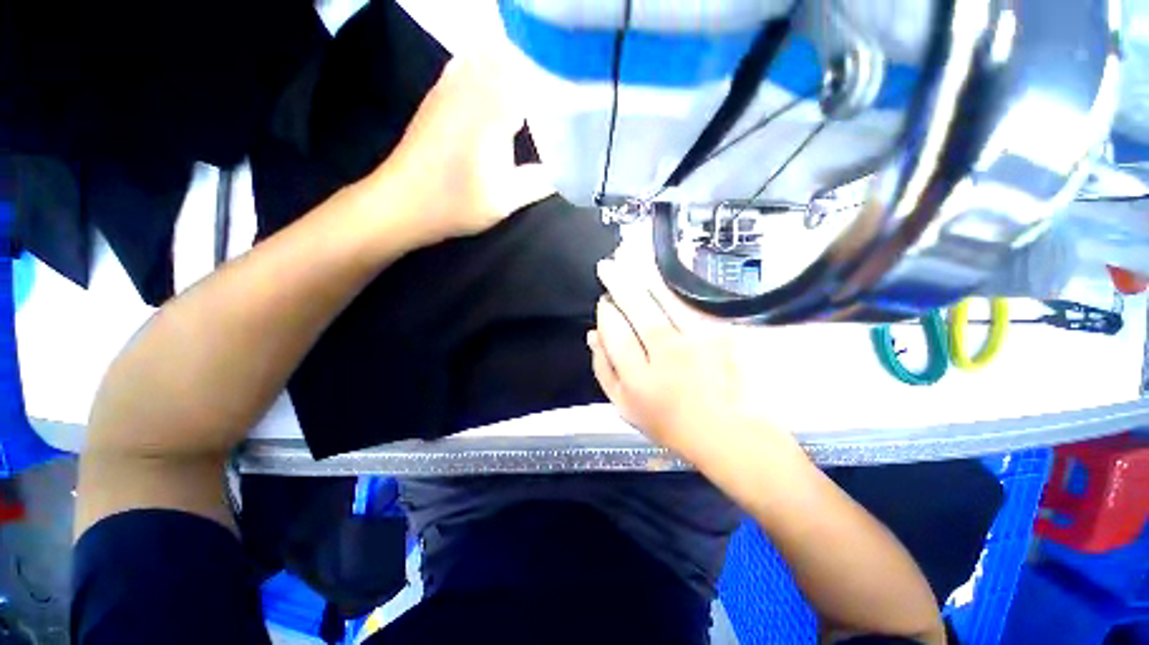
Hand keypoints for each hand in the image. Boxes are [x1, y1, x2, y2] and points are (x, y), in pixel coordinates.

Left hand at [381, 55, 553, 245]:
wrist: (403, 202)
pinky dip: (486, 69)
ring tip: (529, 90)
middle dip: (534, 71)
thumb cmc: (457, 203)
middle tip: (549, 95)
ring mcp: (449, 86)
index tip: (567, 97)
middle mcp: (470, 86)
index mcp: (492, 111)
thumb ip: (538, 183)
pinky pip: (467, 64)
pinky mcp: (437, 94)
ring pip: (486, 56)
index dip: (552, 82)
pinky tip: (495, 92)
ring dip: (510, 67)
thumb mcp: (506, 200)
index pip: (531, 76)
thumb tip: (563, 173)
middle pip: (510, 57)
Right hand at [588, 258, 769, 457]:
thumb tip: (593, 336)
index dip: (606, 313)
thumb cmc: (669, 422)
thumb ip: (605, 371)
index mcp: (640, 379)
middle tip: (607, 266)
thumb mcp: (625, 407)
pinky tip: (659, 277)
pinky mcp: (720, 334)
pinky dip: (672, 289)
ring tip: (628, 257)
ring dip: (644, 277)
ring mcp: (698, 342)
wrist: (726, 431)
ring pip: (665, 300)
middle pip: (638, 309)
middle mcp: (668, 355)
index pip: (615, 333)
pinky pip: (690, 304)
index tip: (604, 302)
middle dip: (619, 283)